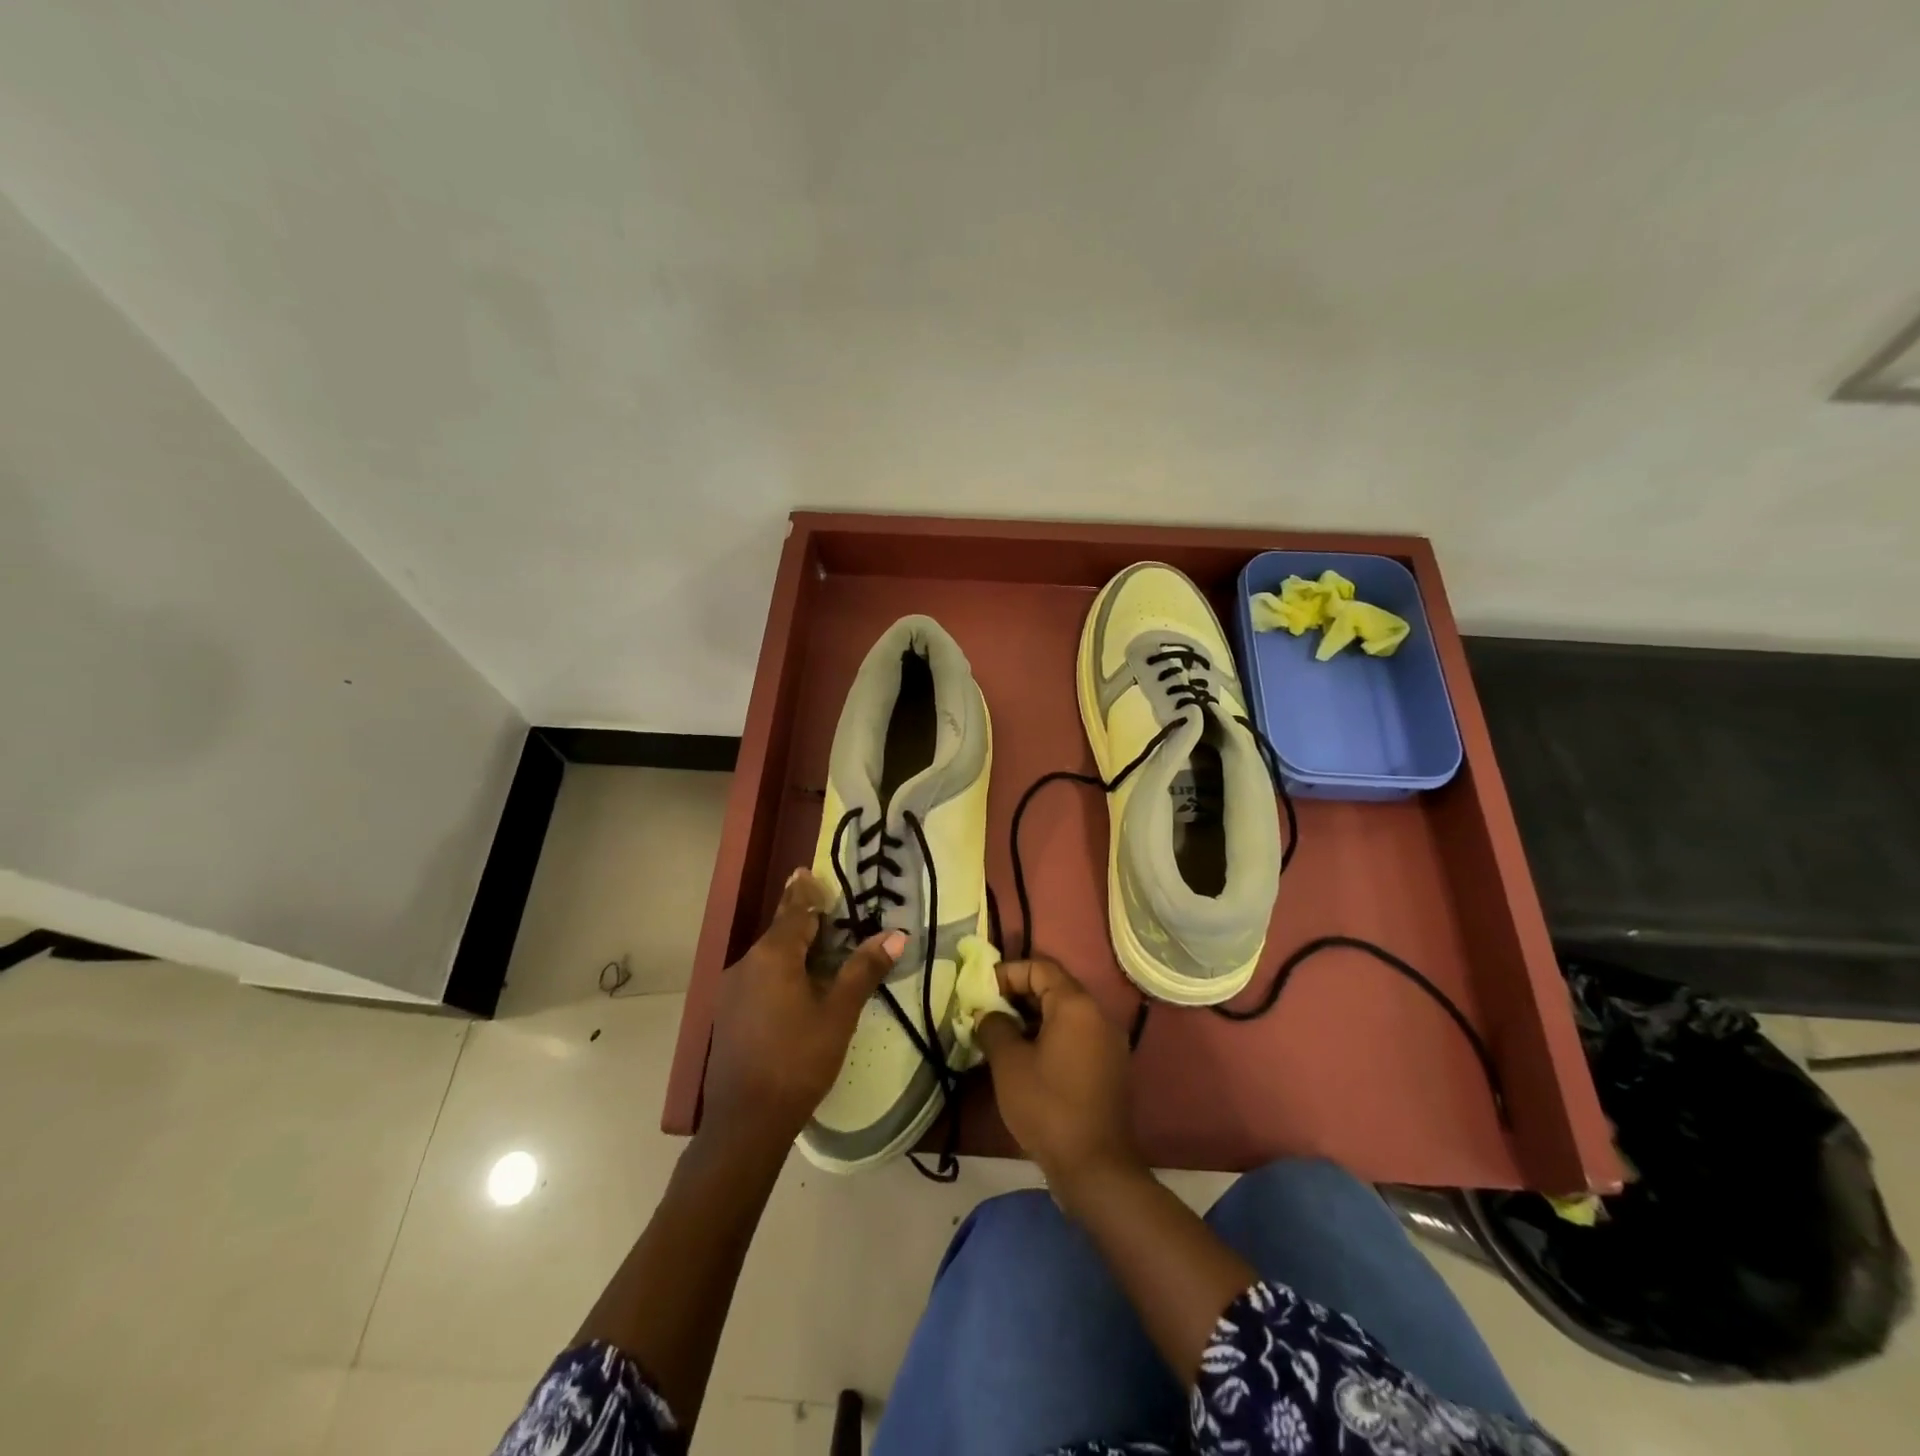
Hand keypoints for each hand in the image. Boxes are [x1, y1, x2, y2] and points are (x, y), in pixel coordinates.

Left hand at [701, 869, 904, 1147]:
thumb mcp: (839, 1013)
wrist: (746, 1121)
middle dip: (805, 922)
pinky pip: (759, 978)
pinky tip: (797, 989)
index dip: (805, 891)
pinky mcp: (728, 1014)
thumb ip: (863, 970)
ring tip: (821, 952)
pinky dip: (780, 973)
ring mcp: (732, 990)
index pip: (795, 911)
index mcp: (773, 956)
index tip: (807, 870)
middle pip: (781, 933)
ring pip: (769, 958)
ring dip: (794, 950)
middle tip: (831, 915)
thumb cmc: (798, 1060)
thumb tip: (895, 935)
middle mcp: (746, 964)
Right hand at [974, 957, 1142, 1202]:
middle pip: (1054, 987)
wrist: (1095, 1167)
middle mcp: (1098, 1014)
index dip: (1007, 973)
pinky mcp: (1109, 1066)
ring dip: (1032, 1018)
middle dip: (1017, 995)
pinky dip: (1050, 1037)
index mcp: (1076, 1004)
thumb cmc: (1048, 1106)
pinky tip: (1025, 1059)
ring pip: (1064, 1013)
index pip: (1040, 967)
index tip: (981, 991)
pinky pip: (1076, 1036)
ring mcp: (1108, 1042)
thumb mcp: (1009, 1063)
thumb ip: (994, 1026)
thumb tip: (988, 1013)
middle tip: (986, 1013)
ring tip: (1001, 1036)